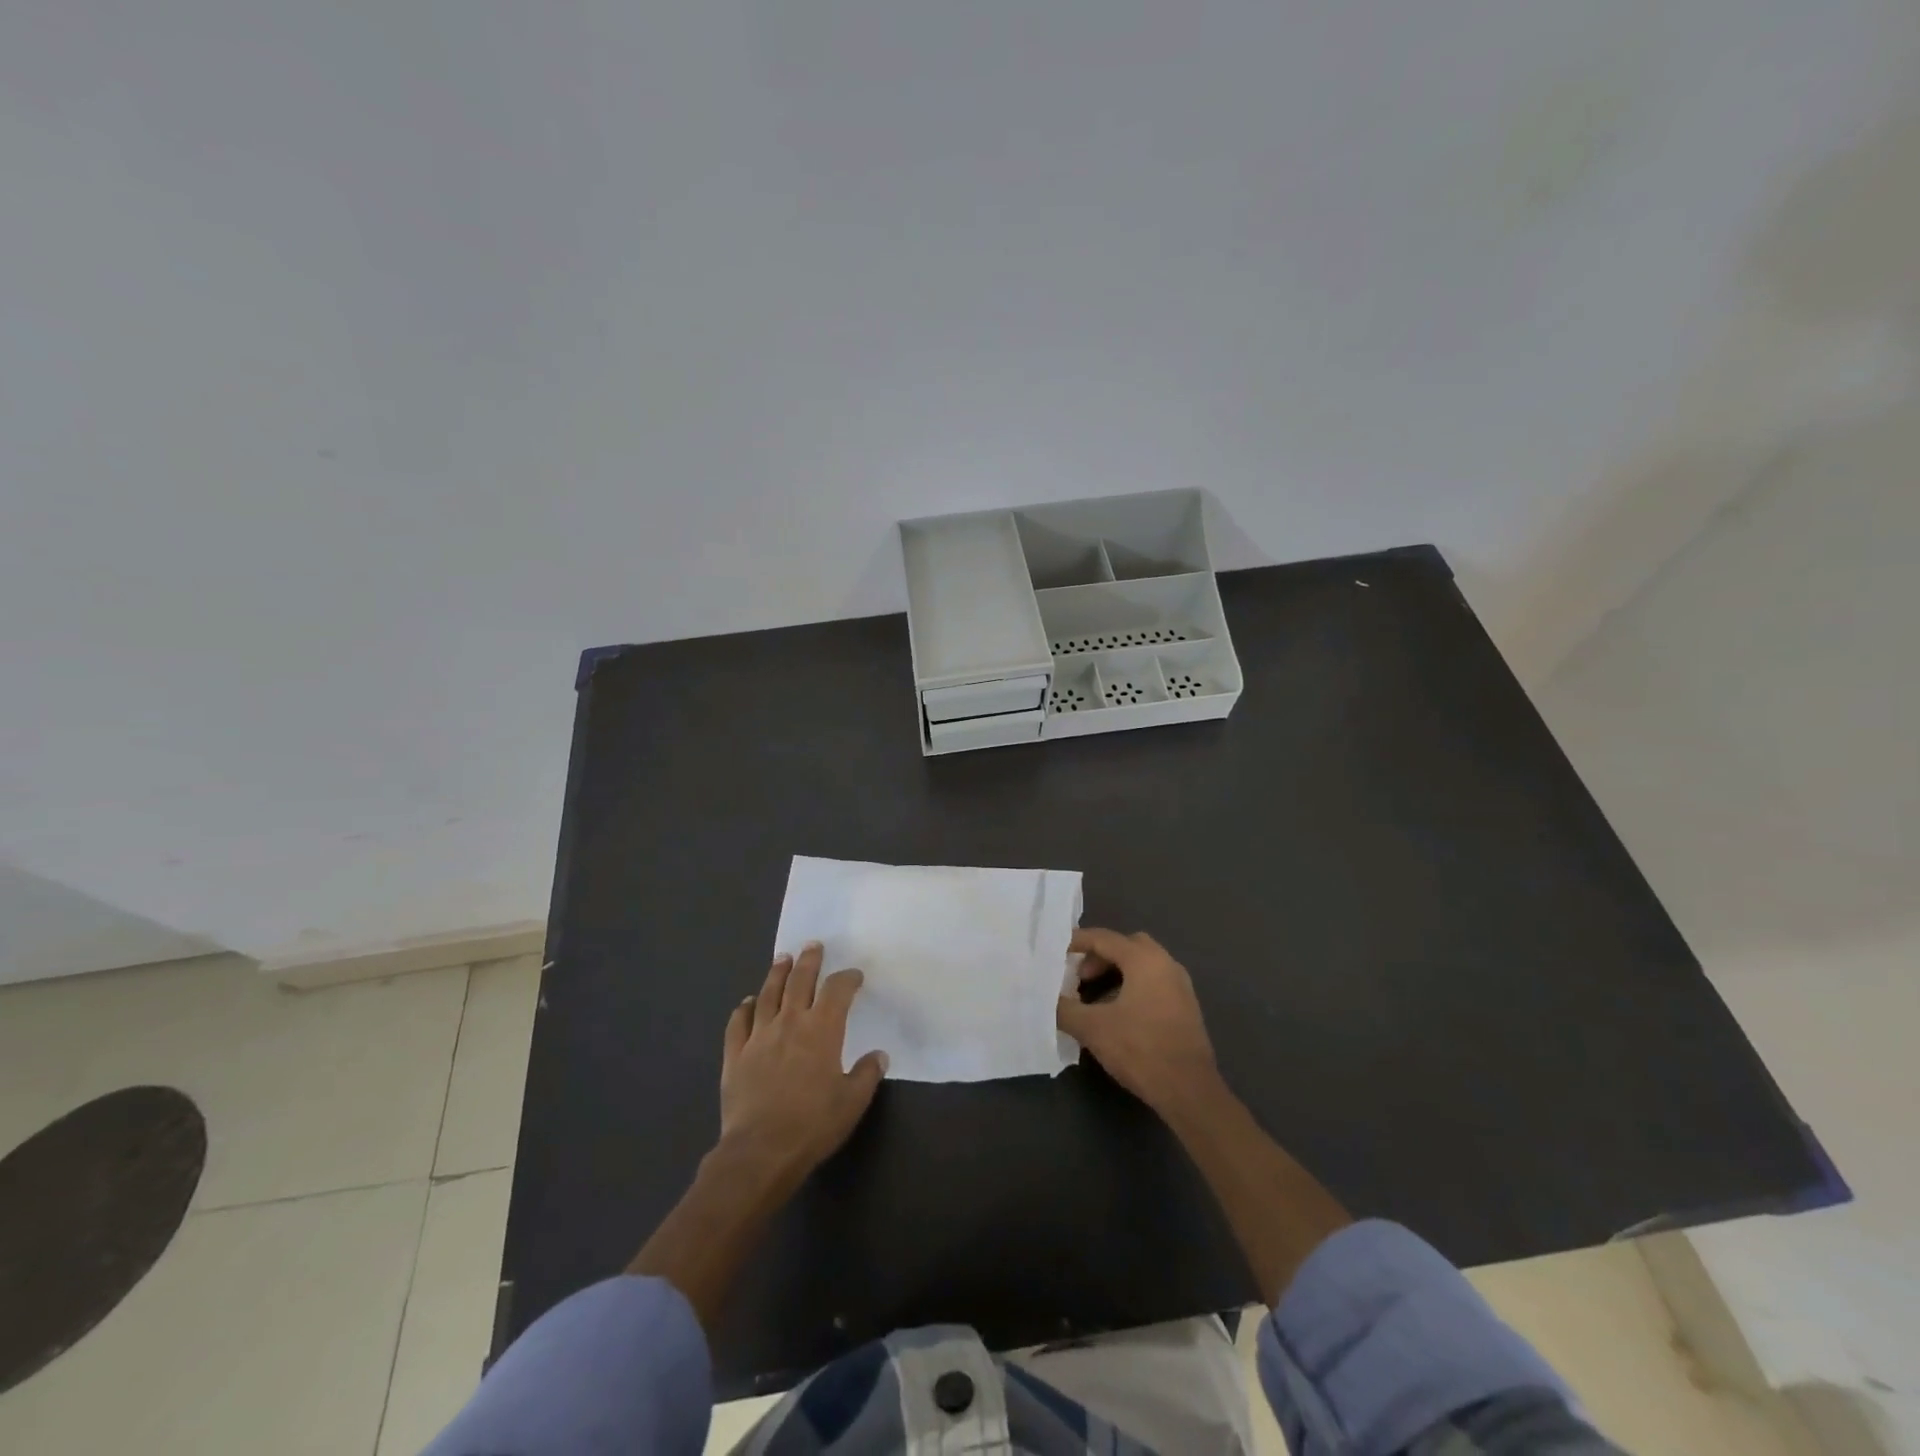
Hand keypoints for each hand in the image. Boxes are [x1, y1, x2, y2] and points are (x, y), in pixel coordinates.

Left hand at [719, 943, 887, 1183]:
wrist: (760, 1151)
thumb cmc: (813, 1124)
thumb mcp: (852, 1102)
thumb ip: (867, 1074)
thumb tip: (879, 1055)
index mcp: (822, 1030)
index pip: (837, 990)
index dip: (847, 978)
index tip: (854, 976)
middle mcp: (790, 1022)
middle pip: (800, 981)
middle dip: (809, 961)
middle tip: (812, 945)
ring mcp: (759, 1036)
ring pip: (768, 994)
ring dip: (777, 974)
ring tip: (782, 959)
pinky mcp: (735, 1055)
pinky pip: (738, 1023)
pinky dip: (743, 1009)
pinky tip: (746, 1002)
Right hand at [1057, 928, 1218, 1112]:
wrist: (1189, 1090)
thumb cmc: (1140, 1049)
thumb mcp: (1092, 1028)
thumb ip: (1065, 1008)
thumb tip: (1046, 999)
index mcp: (1144, 960)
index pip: (1104, 938)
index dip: (1077, 942)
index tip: (1056, 951)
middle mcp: (1166, 963)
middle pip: (1126, 946)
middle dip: (1099, 956)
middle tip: (1080, 977)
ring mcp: (1180, 985)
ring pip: (1142, 965)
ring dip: (1116, 973)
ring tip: (1095, 998)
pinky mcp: (1186, 1007)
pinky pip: (1154, 982)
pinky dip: (1132, 986)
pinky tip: (1118, 1014)